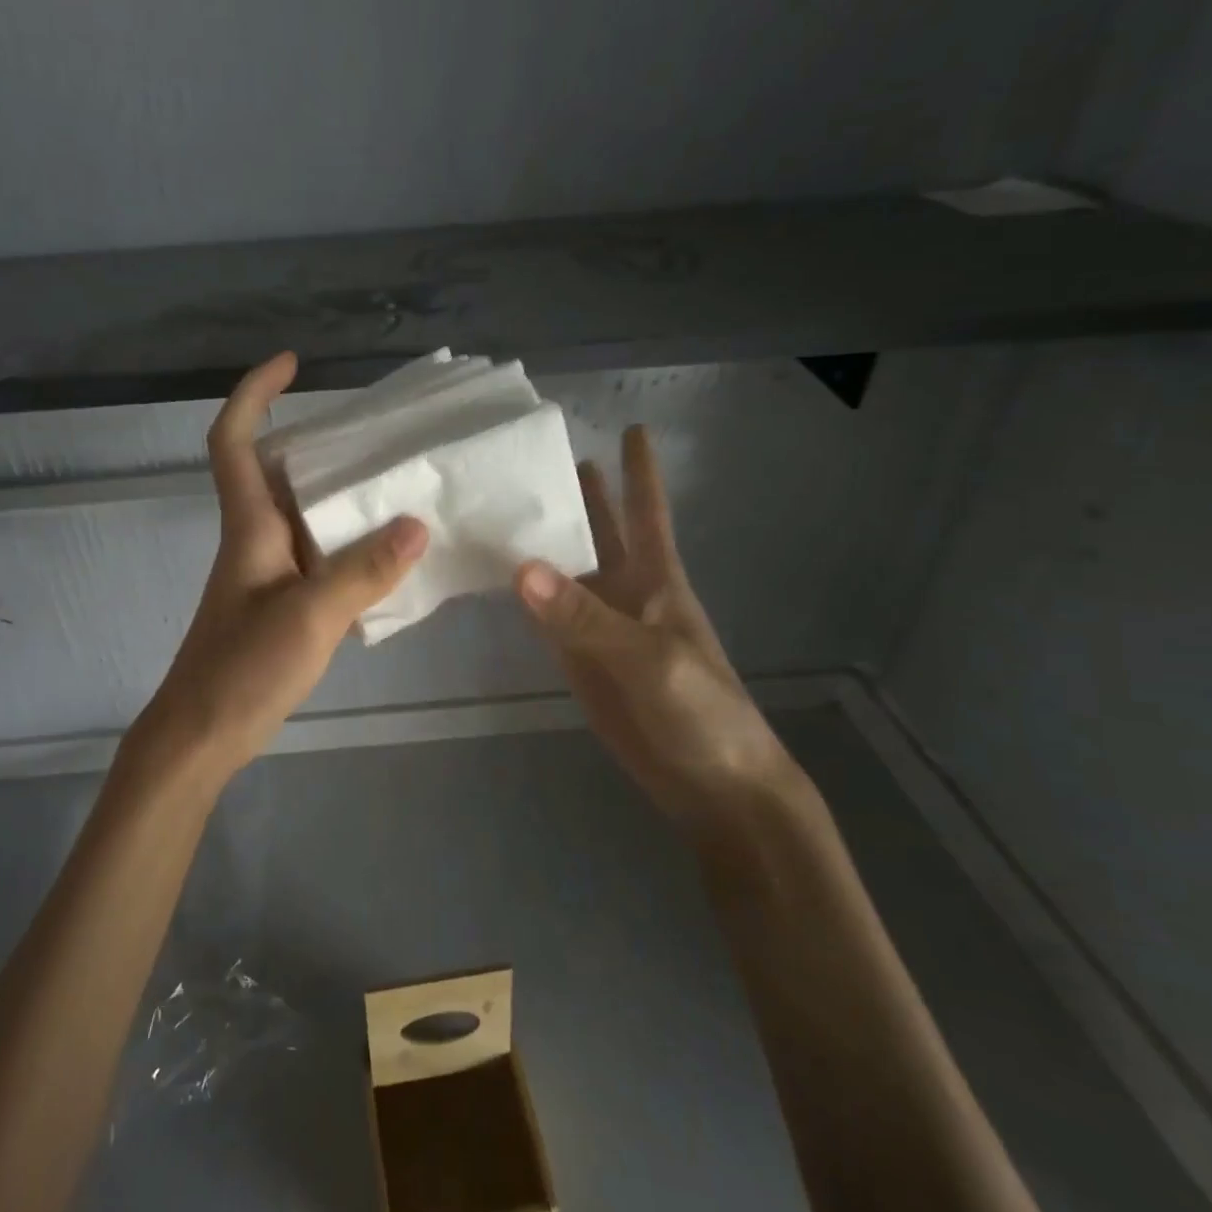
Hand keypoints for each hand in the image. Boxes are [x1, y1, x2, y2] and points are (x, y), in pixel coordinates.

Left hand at [136, 353, 428, 777]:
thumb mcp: (310, 616)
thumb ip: (364, 572)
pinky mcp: (280, 602)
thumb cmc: (243, 668)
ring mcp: (267, 572)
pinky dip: (348, 543)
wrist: (202, 734)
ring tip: (398, 487)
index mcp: (249, 526)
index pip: (234, 440)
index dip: (255, 394)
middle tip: (377, 436)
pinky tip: (388, 556)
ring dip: (341, 495)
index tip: (292, 365)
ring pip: (303, 514)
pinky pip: (317, 554)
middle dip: (319, 442)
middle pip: (277, 469)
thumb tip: (418, 525)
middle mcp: (255, 538)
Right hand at [514, 426, 788, 828]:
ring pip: (563, 571)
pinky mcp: (577, 660)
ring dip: (540, 540)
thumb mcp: (649, 657)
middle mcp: (624, 592)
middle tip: (538, 457)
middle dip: (579, 494)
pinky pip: (544, 616)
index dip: (640, 470)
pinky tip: (500, 572)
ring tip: (503, 504)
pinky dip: (522, 593)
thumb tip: (520, 567)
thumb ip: (585, 617)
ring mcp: (598, 627)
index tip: (630, 427)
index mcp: (656, 578)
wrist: (711, 785)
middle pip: (598, 531)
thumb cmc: (701, 710)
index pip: (646, 511)